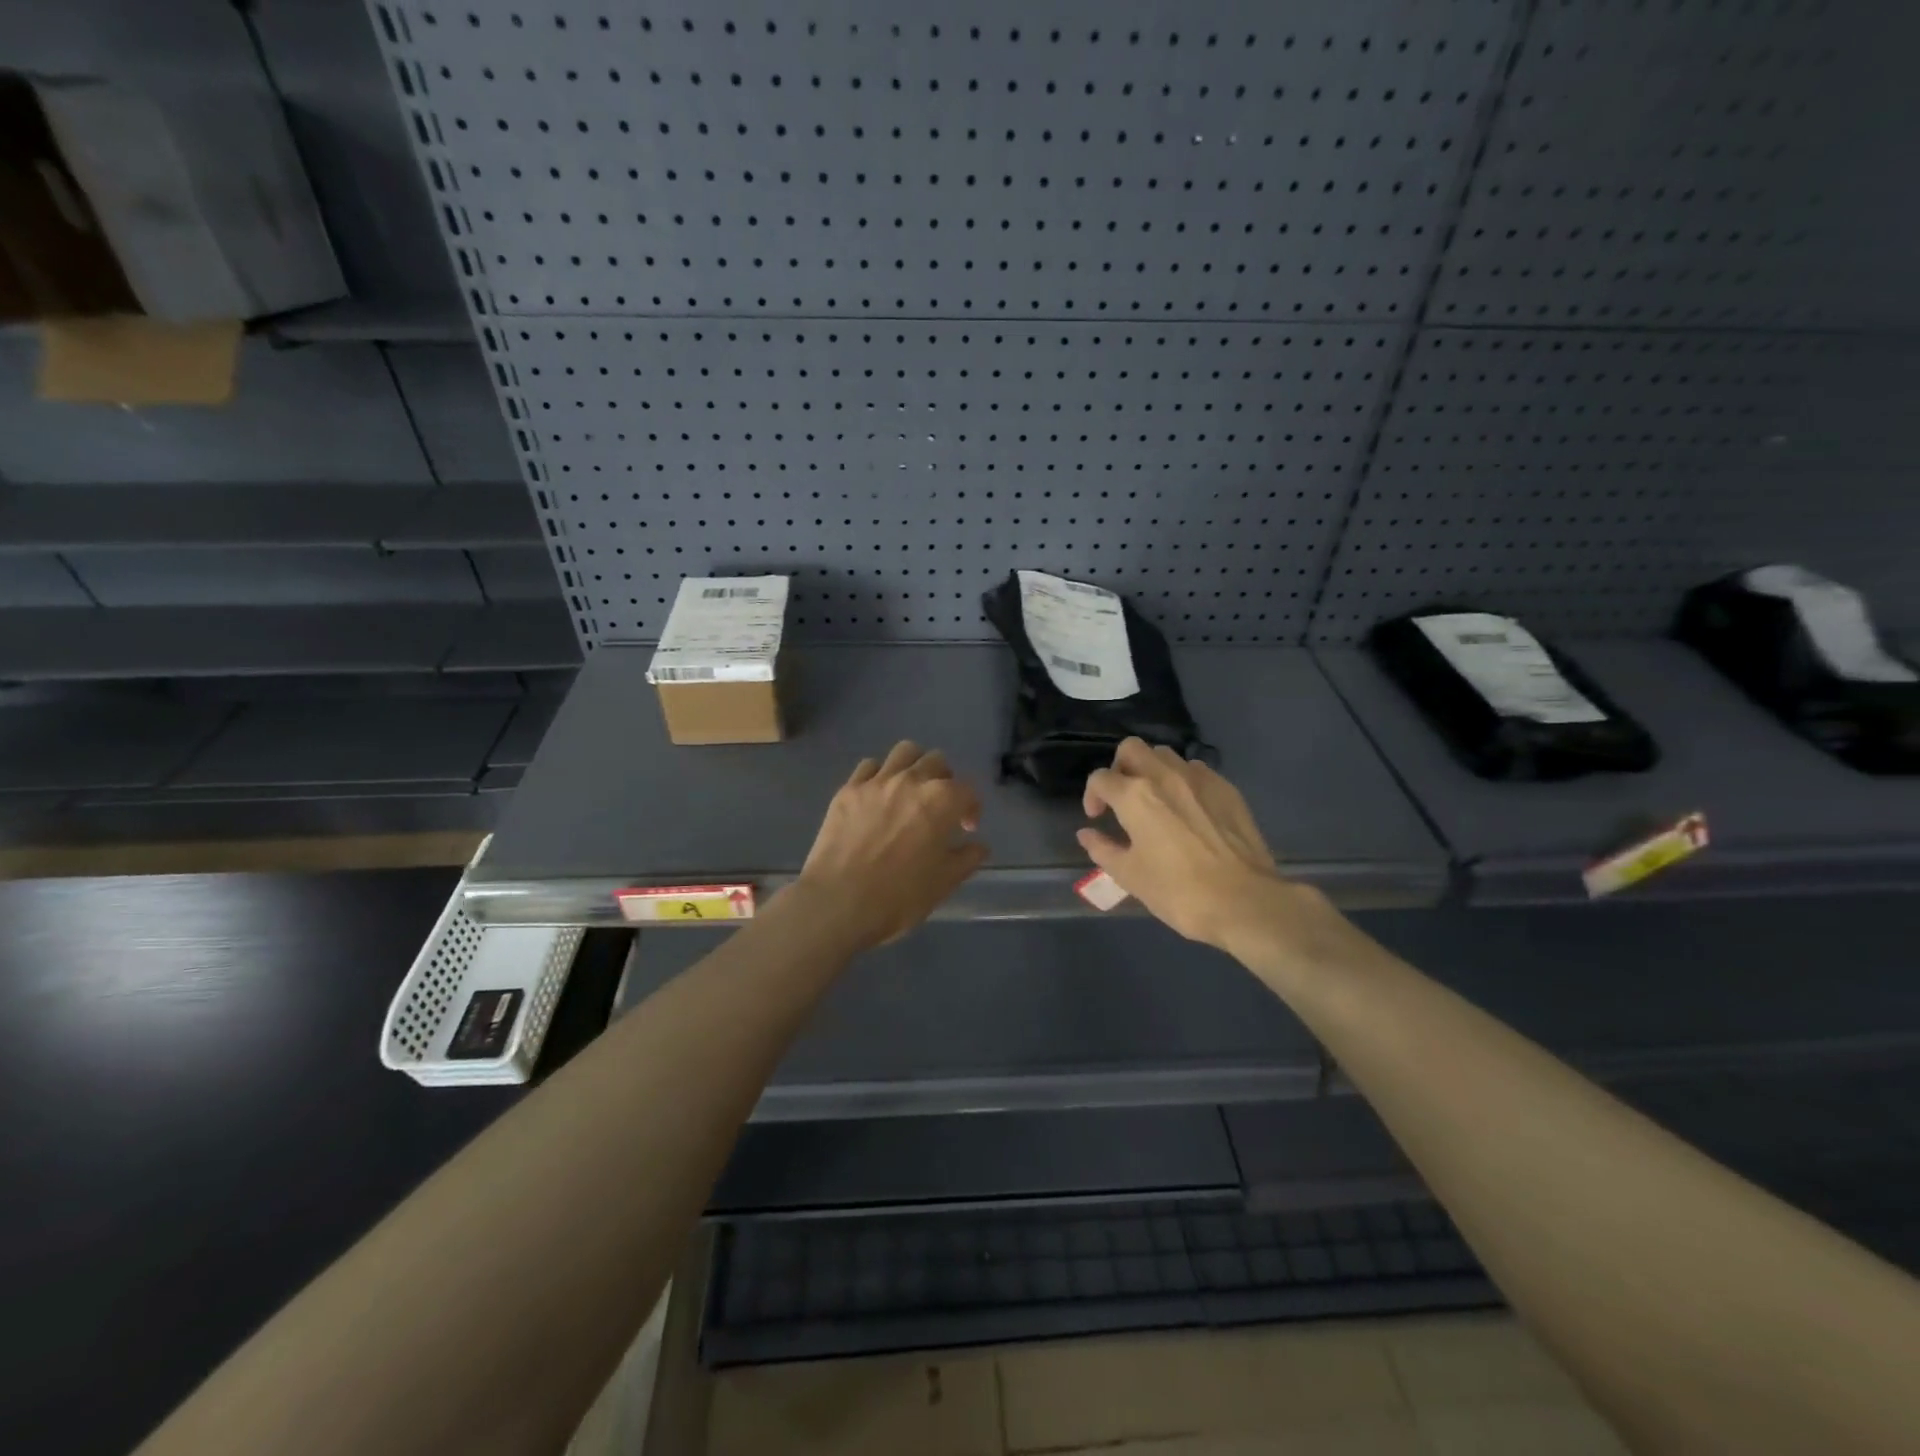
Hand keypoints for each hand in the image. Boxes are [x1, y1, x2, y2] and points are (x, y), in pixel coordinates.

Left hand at [791, 742, 987, 949]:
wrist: (838, 902)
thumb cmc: (899, 896)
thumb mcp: (944, 883)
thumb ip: (967, 858)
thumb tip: (978, 845)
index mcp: (941, 801)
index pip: (967, 791)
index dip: (971, 808)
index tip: (966, 829)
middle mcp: (911, 780)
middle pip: (937, 762)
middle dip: (945, 780)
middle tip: (940, 807)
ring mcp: (876, 782)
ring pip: (904, 752)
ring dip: (914, 766)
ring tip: (911, 791)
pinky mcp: (848, 790)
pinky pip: (869, 767)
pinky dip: (880, 775)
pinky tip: (878, 797)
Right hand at [1078, 738, 1330, 956]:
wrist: (1244, 902)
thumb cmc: (1178, 891)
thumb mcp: (1130, 876)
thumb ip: (1103, 849)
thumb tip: (1087, 834)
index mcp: (1135, 796)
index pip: (1101, 778)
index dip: (1092, 796)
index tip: (1097, 818)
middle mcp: (1165, 776)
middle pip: (1132, 749)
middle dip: (1120, 768)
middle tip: (1123, 798)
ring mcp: (1200, 778)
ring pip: (1166, 755)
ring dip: (1153, 770)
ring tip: (1156, 801)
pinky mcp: (1227, 788)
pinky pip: (1197, 771)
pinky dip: (1183, 782)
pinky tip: (1189, 810)